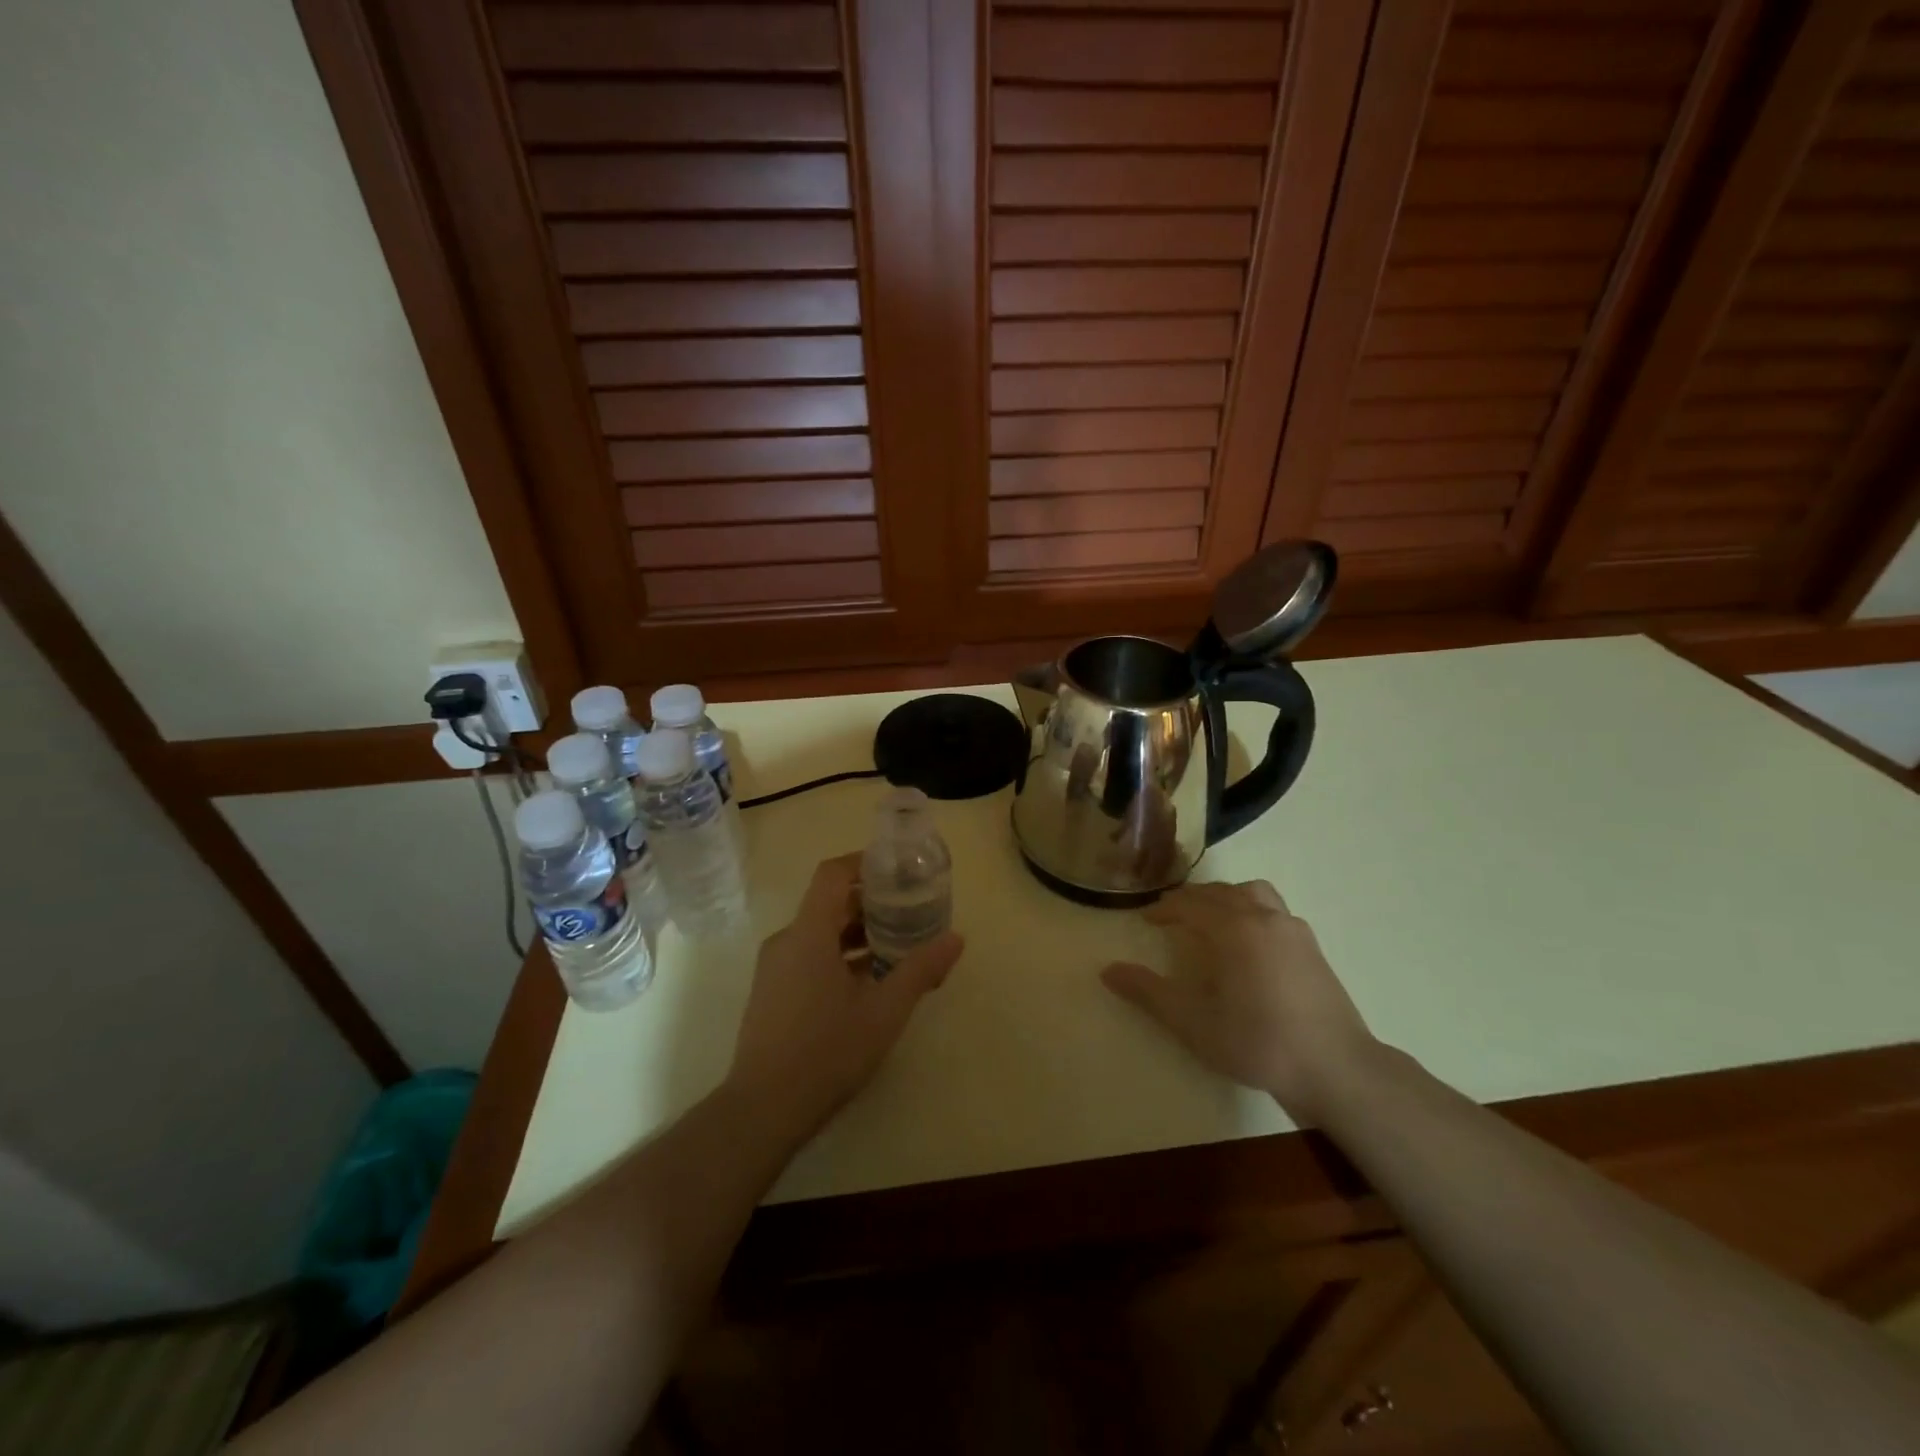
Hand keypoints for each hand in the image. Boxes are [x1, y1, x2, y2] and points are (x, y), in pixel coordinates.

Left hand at [728, 853, 963, 1134]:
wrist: (763, 1110)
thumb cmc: (827, 1051)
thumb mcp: (884, 1011)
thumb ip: (920, 970)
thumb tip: (956, 938)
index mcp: (809, 933)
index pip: (833, 873)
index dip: (864, 862)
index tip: (897, 869)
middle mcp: (786, 941)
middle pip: (829, 903)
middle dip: (870, 903)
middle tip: (909, 912)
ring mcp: (774, 969)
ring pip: (819, 933)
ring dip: (857, 934)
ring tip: (896, 949)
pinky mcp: (771, 993)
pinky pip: (808, 957)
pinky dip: (839, 957)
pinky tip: (868, 984)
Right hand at [1101, 880, 1374, 1122]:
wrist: (1337, 1069)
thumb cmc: (1258, 1043)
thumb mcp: (1193, 1023)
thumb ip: (1149, 993)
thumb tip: (1108, 971)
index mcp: (1233, 928)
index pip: (1189, 905)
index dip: (1164, 909)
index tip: (1146, 920)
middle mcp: (1263, 917)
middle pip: (1220, 892)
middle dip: (1191, 899)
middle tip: (1171, 916)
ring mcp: (1293, 930)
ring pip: (1252, 893)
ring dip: (1225, 897)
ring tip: (1211, 917)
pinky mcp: (1313, 947)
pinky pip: (1274, 910)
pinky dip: (1251, 910)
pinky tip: (1249, 940)